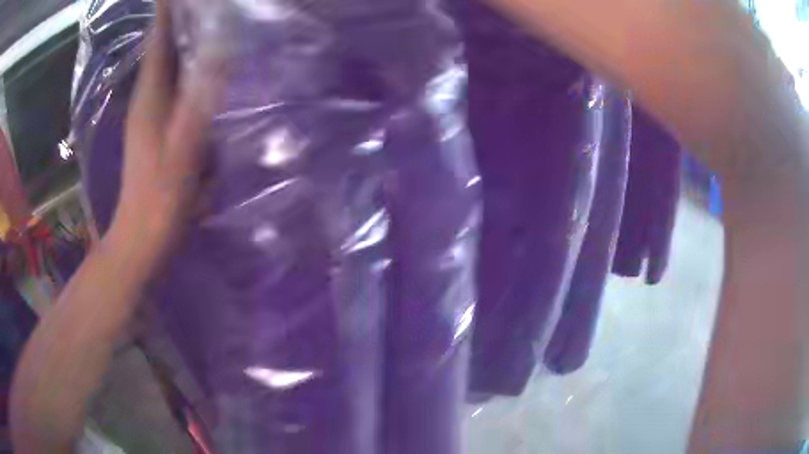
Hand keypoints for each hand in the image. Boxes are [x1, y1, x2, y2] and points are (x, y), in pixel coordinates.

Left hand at [109, 0, 221, 259]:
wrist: (142, 236)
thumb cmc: (161, 198)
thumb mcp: (182, 151)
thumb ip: (199, 103)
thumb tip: (221, 55)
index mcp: (150, 97)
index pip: (158, 40)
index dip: (168, 11)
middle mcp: (147, 98)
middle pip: (159, 47)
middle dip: (175, 18)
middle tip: (200, 2)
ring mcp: (148, 113)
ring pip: (164, 64)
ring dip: (178, 38)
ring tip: (201, 17)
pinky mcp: (155, 127)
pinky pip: (169, 83)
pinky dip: (181, 65)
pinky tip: (198, 63)